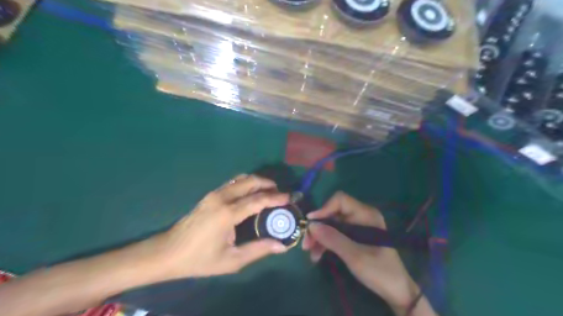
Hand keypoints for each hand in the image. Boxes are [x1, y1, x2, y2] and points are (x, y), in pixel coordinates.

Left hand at [158, 174, 289, 279]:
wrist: (168, 252)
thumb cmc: (200, 259)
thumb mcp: (231, 260)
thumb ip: (258, 250)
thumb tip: (281, 246)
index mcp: (228, 213)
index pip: (258, 199)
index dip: (276, 198)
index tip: (289, 198)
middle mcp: (222, 197)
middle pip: (250, 181)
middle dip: (268, 184)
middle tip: (280, 193)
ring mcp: (214, 194)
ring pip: (241, 178)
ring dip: (257, 182)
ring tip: (269, 191)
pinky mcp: (210, 195)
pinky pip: (233, 182)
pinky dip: (246, 183)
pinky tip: (251, 193)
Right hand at [303, 191, 416, 309]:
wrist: (396, 291)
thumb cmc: (380, 271)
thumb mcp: (355, 256)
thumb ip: (333, 239)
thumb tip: (311, 225)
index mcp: (366, 214)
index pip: (340, 200)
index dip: (324, 209)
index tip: (310, 224)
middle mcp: (360, 216)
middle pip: (332, 213)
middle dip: (318, 227)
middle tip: (306, 244)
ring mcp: (356, 227)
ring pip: (331, 225)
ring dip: (319, 237)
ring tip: (310, 254)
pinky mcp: (353, 237)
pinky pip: (334, 234)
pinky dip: (325, 243)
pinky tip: (317, 256)